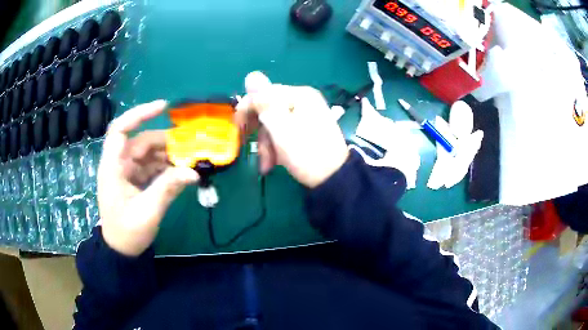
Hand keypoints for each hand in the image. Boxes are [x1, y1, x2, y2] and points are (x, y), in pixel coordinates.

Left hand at [97, 100, 198, 255]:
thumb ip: (168, 189)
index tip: (163, 108)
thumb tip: (193, 172)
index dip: (139, 114)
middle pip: (141, 141)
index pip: (120, 130)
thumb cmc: (127, 232)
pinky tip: (180, 173)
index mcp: (113, 167)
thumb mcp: (147, 212)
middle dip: (165, 142)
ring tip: (188, 161)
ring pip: (148, 153)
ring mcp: (127, 172)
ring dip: (168, 155)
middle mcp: (118, 164)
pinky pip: (151, 166)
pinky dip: (165, 167)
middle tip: (190, 147)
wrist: (121, 250)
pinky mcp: (134, 180)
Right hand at [235, 71, 347, 187]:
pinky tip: (274, 164)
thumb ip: (264, 102)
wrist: (334, 180)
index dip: (247, 109)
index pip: (264, 94)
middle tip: (249, 148)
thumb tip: (252, 74)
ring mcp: (307, 116)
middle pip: (269, 111)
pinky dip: (277, 148)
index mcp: (300, 95)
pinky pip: (285, 133)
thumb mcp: (281, 127)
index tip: (237, 129)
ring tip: (266, 166)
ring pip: (275, 125)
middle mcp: (304, 101)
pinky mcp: (308, 131)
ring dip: (267, 145)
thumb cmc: (306, 153)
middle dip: (259, 133)